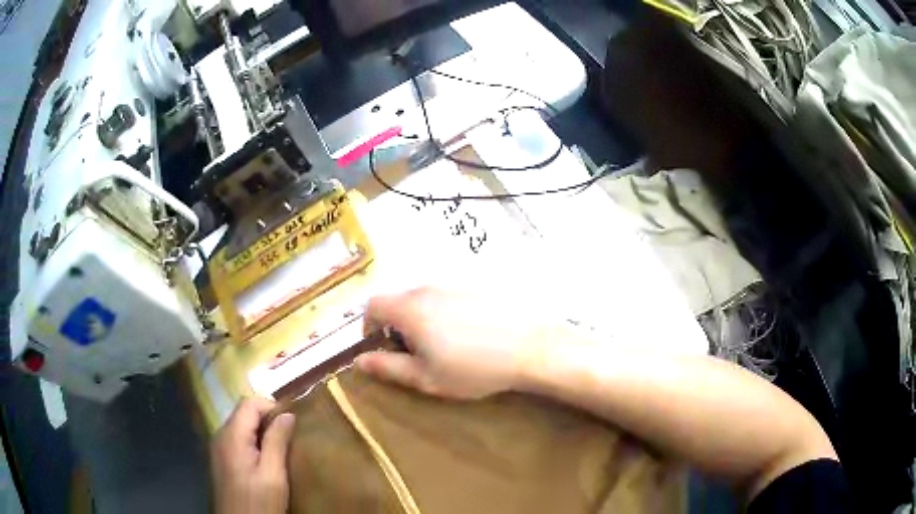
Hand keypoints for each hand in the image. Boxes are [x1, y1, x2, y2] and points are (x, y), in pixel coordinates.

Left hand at [211, 398, 295, 513]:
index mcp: (232, 435)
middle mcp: (220, 435)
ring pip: (241, 426)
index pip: (249, 403)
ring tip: (281, 449)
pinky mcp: (221, 460)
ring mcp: (218, 448)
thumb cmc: (258, 502)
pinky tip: (266, 460)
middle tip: (290, 438)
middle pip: (243, 413)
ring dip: (261, 431)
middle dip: (267, 419)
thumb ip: (277, 442)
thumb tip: (288, 415)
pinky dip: (253, 442)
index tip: (292, 425)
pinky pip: (237, 440)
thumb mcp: (273, 475)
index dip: (272, 407)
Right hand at [355, 287, 552, 398]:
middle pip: (399, 301)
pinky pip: (449, 297)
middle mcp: (429, 289)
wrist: (531, 347)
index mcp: (410, 309)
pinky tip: (469, 335)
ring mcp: (456, 285)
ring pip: (425, 299)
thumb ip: (388, 367)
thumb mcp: (426, 377)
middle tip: (415, 354)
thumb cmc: (474, 368)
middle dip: (397, 325)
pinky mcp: (478, 286)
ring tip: (445, 347)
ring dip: (422, 319)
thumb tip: (360, 361)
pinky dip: (446, 313)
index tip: (382, 347)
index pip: (373, 305)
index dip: (369, 326)